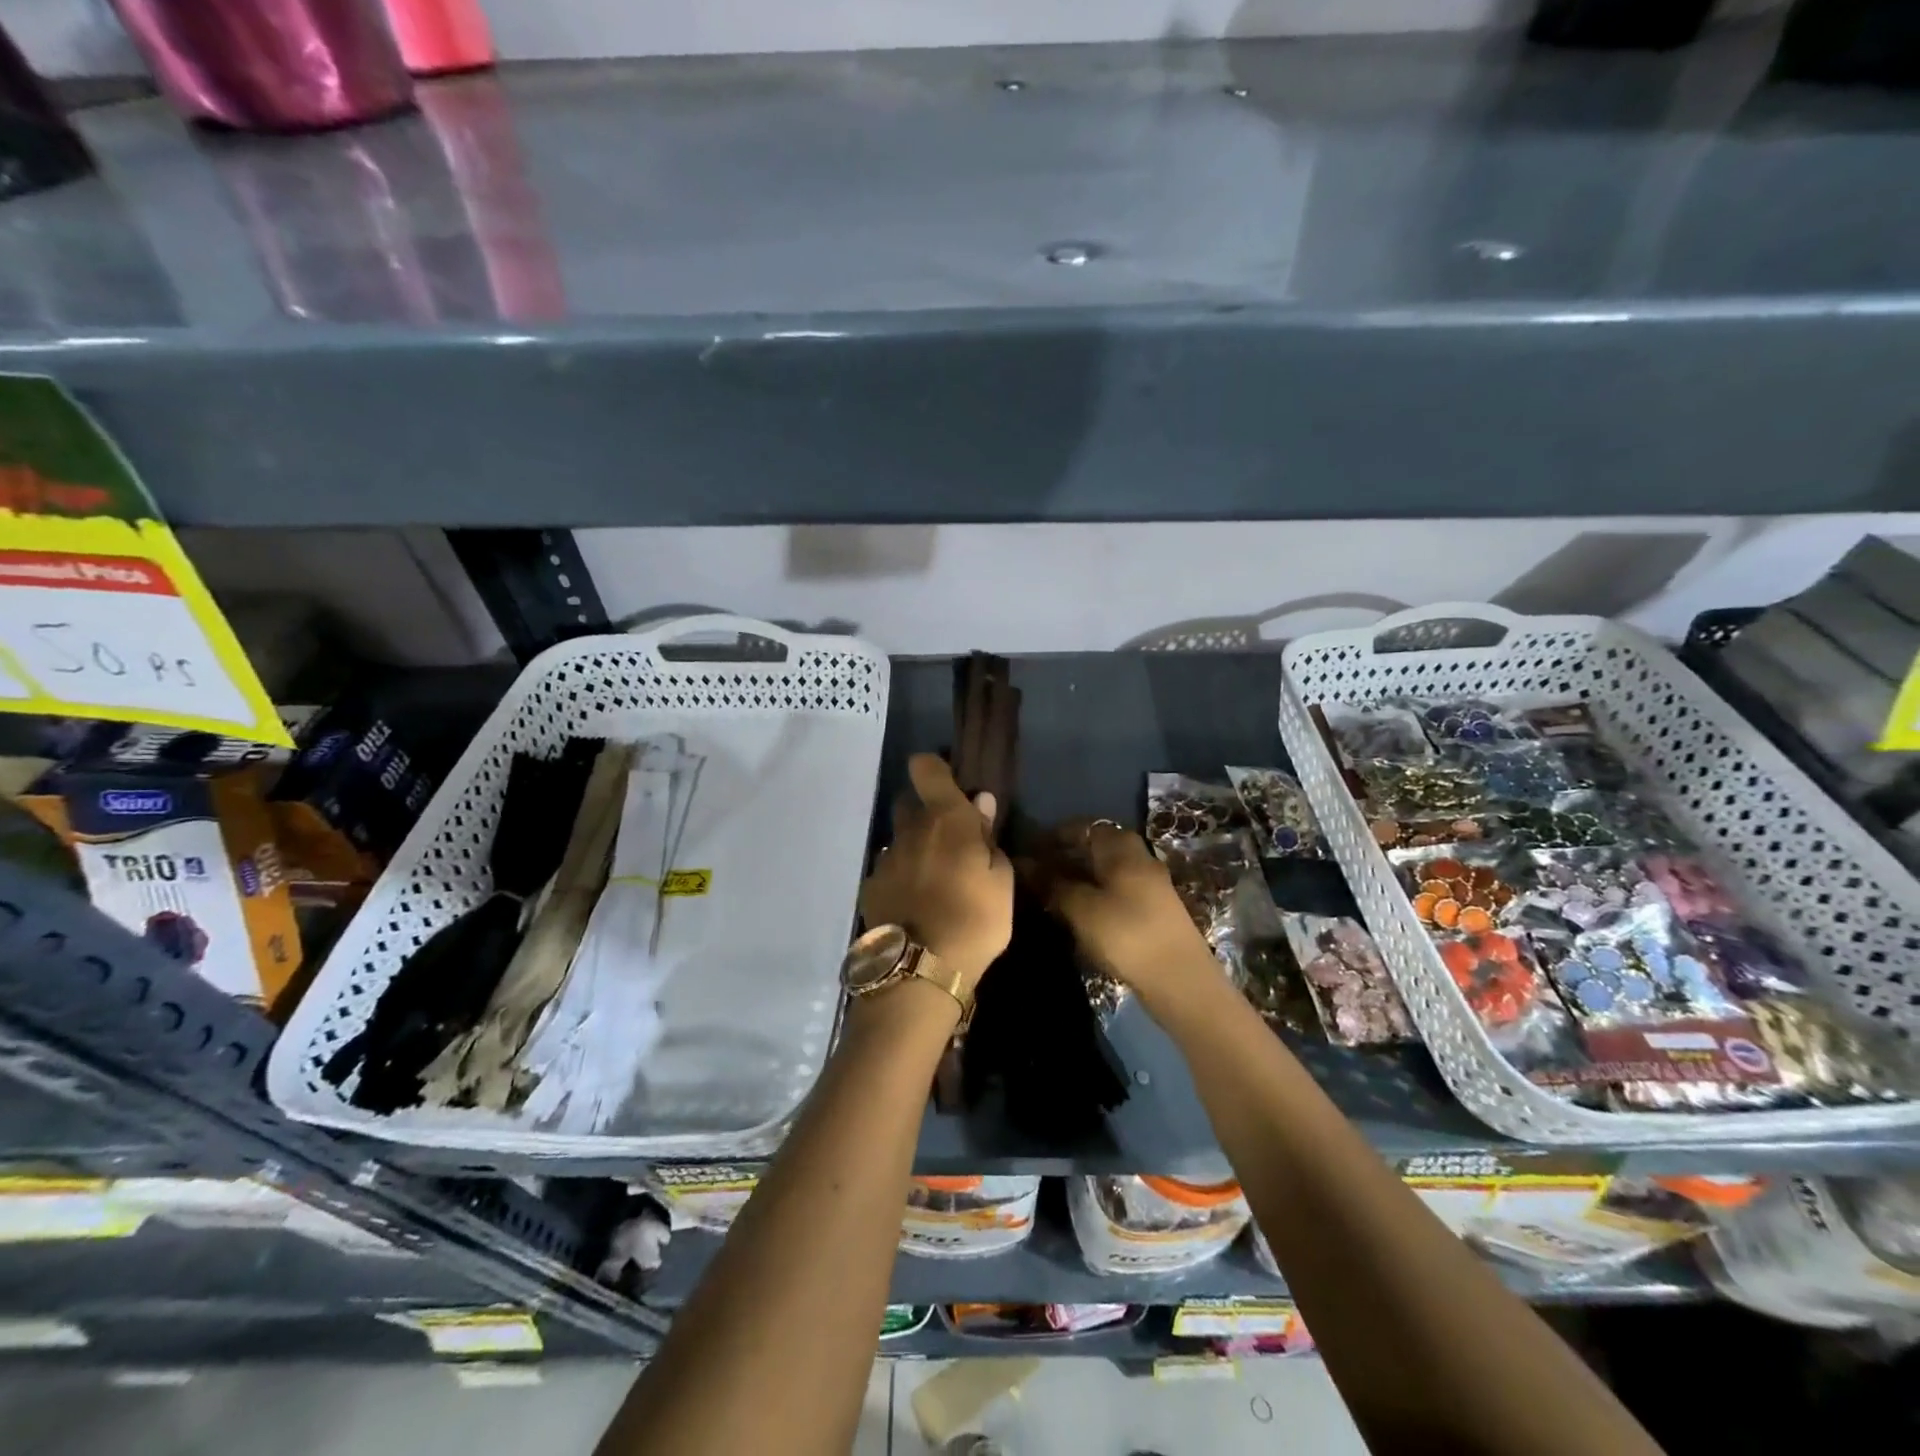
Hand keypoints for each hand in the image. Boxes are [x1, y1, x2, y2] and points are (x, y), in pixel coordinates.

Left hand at [860, 754, 1013, 992]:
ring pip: (899, 840)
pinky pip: (888, 871)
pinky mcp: (870, 888)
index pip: (926, 768)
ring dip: (914, 849)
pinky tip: (914, 906)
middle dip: (926, 813)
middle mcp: (909, 830)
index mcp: (945, 819)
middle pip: (910, 803)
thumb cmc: (975, 919)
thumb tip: (981, 803)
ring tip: (935, 882)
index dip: (934, 768)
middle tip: (950, 842)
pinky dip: (901, 879)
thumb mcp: (1001, 881)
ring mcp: (885, 859)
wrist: (920, 970)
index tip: (950, 786)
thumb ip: (988, 838)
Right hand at [1047, 820, 1213, 997]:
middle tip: (1037, 874)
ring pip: (1107, 870)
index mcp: (1122, 848)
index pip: (1084, 826)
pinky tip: (1078, 913)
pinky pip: (1117, 890)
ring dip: (1080, 877)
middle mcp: (1139, 858)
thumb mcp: (1081, 909)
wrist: (1181, 981)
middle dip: (1066, 856)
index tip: (1030, 850)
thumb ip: (1053, 884)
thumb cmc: (1126, 934)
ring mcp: (1149, 885)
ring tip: (1051, 895)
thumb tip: (1026, 864)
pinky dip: (1094, 894)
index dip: (1055, 835)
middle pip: (1097, 847)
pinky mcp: (1153, 911)